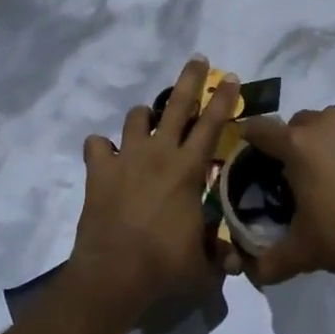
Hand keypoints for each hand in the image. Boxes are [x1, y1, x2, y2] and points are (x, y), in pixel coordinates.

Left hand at [69, 58, 238, 314]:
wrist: (114, 273)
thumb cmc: (165, 266)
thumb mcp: (204, 267)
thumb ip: (221, 256)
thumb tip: (237, 260)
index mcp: (189, 169)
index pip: (212, 124)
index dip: (224, 99)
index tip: (230, 77)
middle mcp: (159, 154)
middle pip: (176, 105)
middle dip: (189, 79)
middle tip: (196, 60)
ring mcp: (126, 158)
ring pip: (136, 118)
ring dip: (144, 116)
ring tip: (148, 122)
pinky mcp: (98, 171)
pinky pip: (97, 145)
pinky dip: (103, 148)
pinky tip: (107, 156)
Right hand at [236, 107, 334, 285]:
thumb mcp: (303, 252)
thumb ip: (269, 262)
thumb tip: (251, 273)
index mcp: (297, 144)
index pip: (258, 129)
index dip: (248, 142)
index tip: (248, 160)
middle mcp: (325, 124)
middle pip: (293, 125)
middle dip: (287, 146)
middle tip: (290, 178)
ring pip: (325, 125)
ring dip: (319, 143)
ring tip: (326, 177)